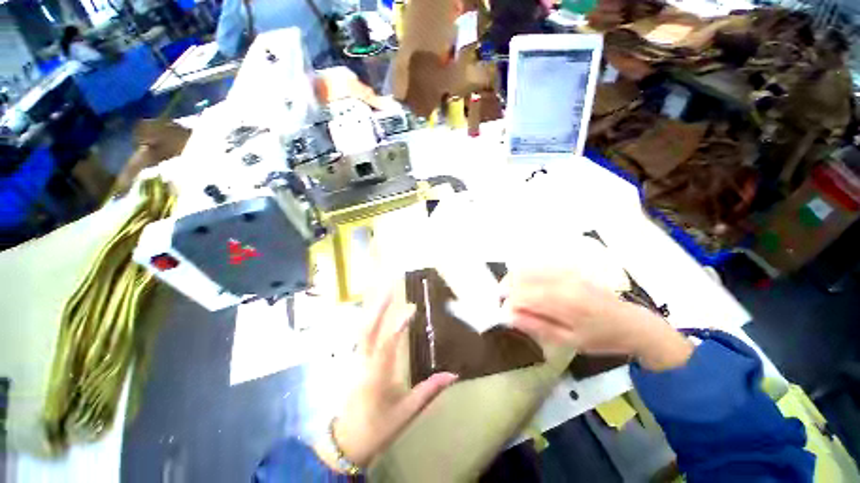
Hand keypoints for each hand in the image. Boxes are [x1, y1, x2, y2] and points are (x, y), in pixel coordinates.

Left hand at [325, 290, 457, 468]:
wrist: (347, 442)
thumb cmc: (378, 428)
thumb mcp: (407, 412)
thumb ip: (429, 391)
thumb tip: (453, 374)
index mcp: (377, 377)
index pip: (386, 346)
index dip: (398, 326)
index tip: (411, 310)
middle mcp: (364, 364)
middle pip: (368, 330)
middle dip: (378, 308)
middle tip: (389, 288)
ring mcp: (356, 361)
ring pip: (363, 330)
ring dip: (374, 310)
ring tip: (385, 293)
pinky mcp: (355, 361)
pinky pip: (363, 335)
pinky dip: (371, 320)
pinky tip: (377, 312)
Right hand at [502, 269, 692, 371]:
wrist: (631, 323)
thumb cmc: (601, 337)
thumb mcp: (569, 341)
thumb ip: (537, 325)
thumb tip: (509, 315)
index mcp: (563, 301)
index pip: (522, 295)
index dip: (508, 303)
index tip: (505, 314)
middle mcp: (560, 280)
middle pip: (521, 276)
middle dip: (506, 288)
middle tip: (505, 304)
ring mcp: (563, 272)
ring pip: (527, 269)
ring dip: (513, 281)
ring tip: (512, 296)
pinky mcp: (566, 270)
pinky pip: (537, 268)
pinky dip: (525, 276)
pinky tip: (525, 287)